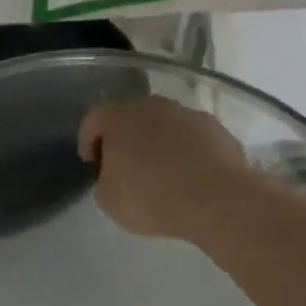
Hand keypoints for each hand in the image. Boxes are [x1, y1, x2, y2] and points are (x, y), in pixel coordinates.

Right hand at [78, 95, 254, 242]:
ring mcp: (187, 114)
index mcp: (117, 116)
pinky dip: (187, 153)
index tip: (92, 164)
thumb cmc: (150, 196)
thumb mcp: (108, 200)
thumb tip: (114, 175)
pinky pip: (192, 139)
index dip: (88, 141)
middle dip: (125, 139)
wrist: (217, 199)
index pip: (93, 120)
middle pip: (130, 117)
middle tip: (125, 167)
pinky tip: (190, 178)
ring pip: (164, 126)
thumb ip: (104, 180)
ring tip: (161, 175)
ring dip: (158, 144)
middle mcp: (151, 105)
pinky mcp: (217, 129)